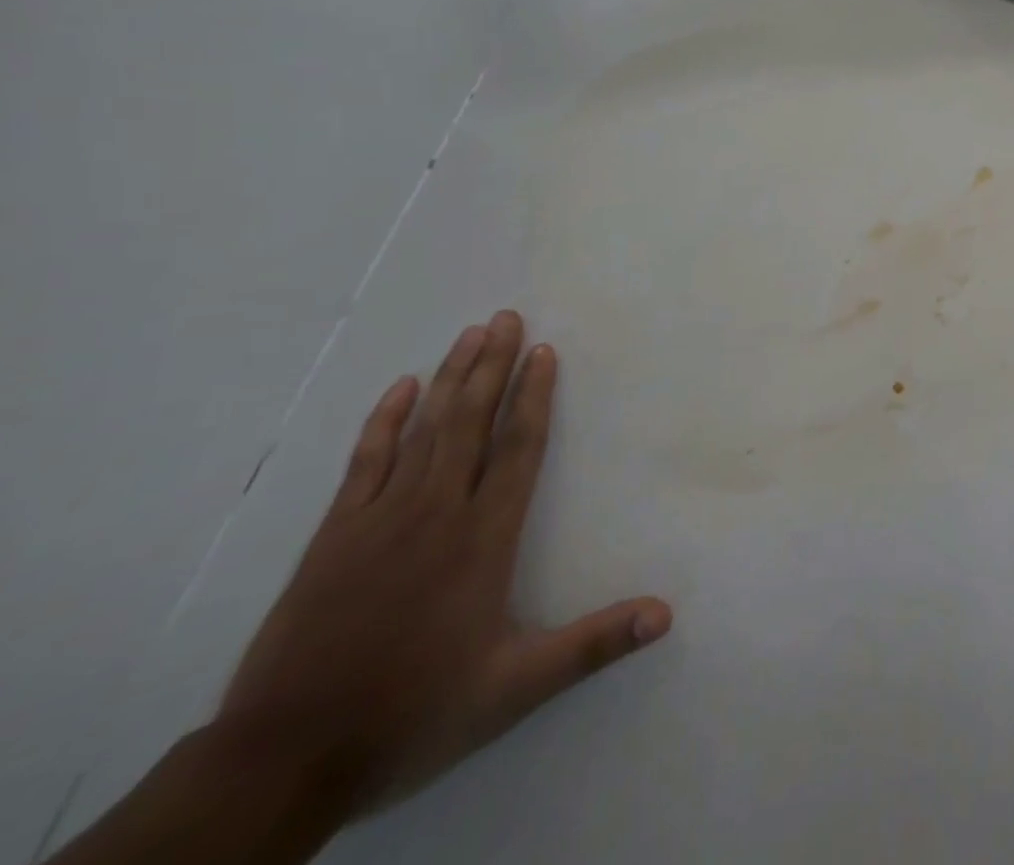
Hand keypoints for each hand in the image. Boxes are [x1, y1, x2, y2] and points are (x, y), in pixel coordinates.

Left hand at [218, 311, 670, 809]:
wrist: (283, 759)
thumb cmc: (413, 712)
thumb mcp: (515, 688)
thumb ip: (594, 644)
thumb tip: (667, 614)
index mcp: (484, 537)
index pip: (519, 448)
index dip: (535, 396)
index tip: (544, 352)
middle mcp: (437, 511)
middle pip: (471, 422)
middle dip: (493, 366)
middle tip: (508, 317)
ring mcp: (380, 518)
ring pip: (425, 429)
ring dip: (450, 378)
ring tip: (471, 334)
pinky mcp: (334, 535)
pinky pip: (364, 461)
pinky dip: (383, 421)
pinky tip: (399, 388)